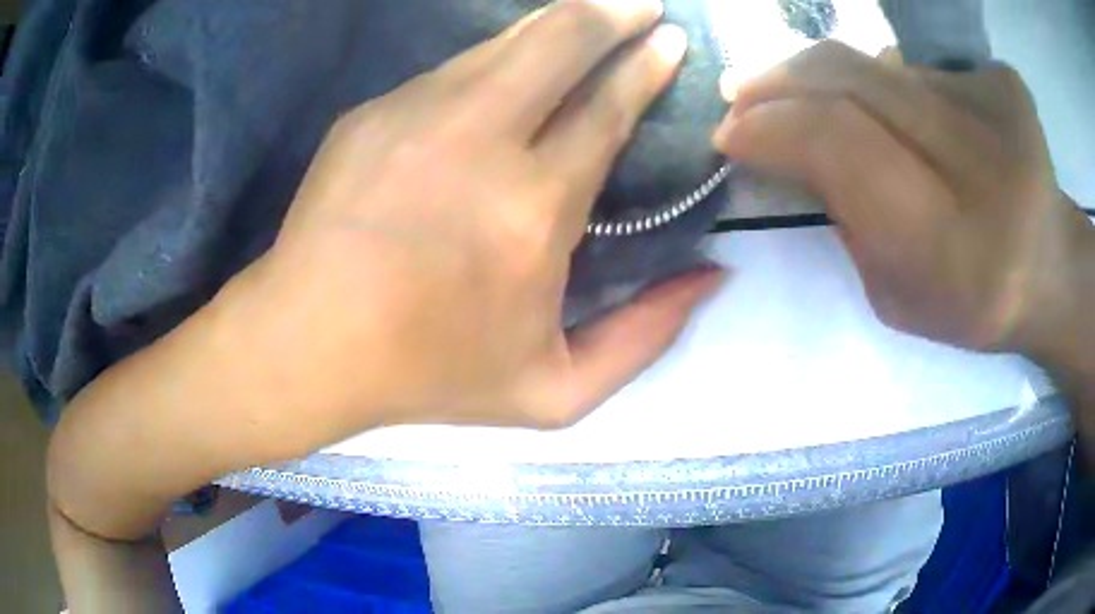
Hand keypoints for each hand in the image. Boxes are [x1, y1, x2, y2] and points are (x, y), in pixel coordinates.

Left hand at [230, 0, 721, 444]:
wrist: (308, 344)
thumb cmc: (428, 374)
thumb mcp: (555, 392)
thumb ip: (645, 338)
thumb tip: (711, 277)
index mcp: (533, 208)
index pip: (606, 107)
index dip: (646, 66)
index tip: (670, 39)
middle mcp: (479, 139)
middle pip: (561, 40)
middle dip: (613, 11)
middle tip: (642, 2)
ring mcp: (415, 113)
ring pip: (505, 42)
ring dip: (557, 23)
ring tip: (590, 15)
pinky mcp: (371, 112)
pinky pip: (452, 70)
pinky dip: (495, 60)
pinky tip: (508, 71)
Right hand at [713, 41, 1091, 354]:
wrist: (1050, 271)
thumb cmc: (972, 304)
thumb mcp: (894, 297)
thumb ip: (846, 219)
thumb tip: (794, 143)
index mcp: (949, 245)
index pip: (838, 144)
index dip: (771, 127)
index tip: (729, 134)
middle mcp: (978, 164)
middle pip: (850, 80)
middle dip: (779, 82)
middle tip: (741, 93)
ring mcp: (997, 110)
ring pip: (880, 62)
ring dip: (828, 77)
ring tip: (805, 95)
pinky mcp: (1004, 81)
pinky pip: (921, 64)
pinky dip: (892, 82)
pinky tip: (899, 111)